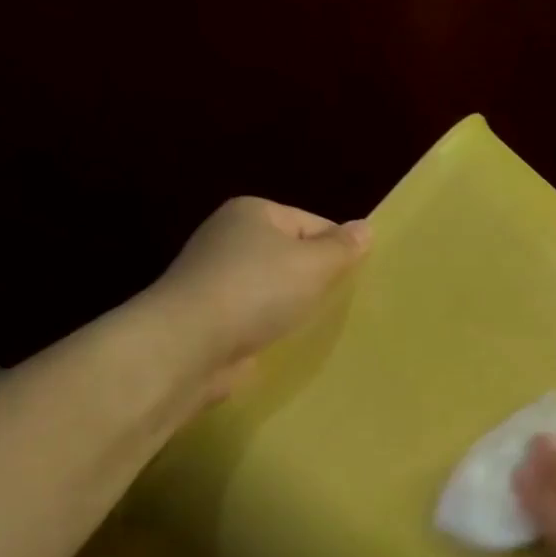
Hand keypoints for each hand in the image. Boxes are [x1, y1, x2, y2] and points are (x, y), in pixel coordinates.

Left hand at [145, 197, 370, 403]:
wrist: (190, 344)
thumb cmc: (257, 291)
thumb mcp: (313, 264)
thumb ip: (342, 248)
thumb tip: (365, 228)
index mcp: (253, 213)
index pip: (312, 223)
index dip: (337, 250)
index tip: (356, 280)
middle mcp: (230, 238)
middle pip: (291, 255)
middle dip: (315, 280)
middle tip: (342, 304)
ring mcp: (216, 278)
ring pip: (273, 289)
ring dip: (293, 307)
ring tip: (316, 326)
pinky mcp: (210, 316)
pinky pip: (255, 316)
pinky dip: (270, 328)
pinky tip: (286, 342)